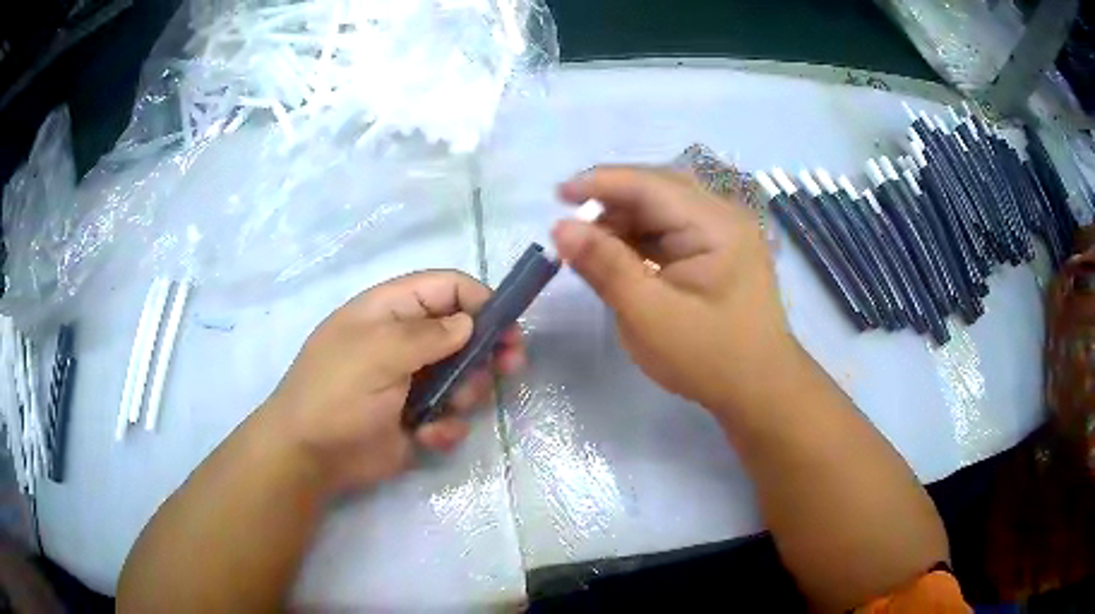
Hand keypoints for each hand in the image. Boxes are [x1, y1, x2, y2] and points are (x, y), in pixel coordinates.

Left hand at [259, 271, 523, 493]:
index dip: (479, 300)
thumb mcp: (377, 353)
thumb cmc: (337, 394)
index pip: (446, 288)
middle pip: (465, 332)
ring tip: (447, 410)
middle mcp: (405, 341)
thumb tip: (468, 323)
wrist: (310, 456)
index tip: (507, 325)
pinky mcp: (419, 417)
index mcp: (390, 311)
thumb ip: (428, 334)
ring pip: (464, 376)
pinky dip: (446, 426)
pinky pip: (452, 414)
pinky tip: (426, 436)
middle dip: (487, 351)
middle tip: (509, 366)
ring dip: (466, 393)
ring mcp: (413, 381)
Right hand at [552, 166, 792, 414]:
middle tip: (572, 229)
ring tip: (593, 249)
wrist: (759, 389)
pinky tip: (622, 257)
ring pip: (663, 208)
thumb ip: (605, 266)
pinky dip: (642, 238)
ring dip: (625, 221)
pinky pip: (673, 229)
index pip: (649, 184)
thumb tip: (561, 227)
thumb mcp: (649, 316)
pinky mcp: (719, 249)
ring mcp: (724, 232)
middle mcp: (723, 216)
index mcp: (715, 225)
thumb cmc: (708, 358)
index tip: (556, 195)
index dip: (600, 183)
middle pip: (657, 188)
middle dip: (611, 203)